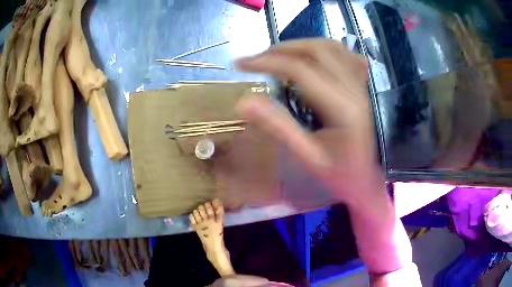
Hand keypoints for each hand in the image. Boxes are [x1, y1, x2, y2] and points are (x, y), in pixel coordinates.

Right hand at [236, 39, 382, 205]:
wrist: (364, 181)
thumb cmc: (337, 175)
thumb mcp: (306, 157)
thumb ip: (277, 127)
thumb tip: (243, 101)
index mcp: (342, 107)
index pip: (301, 70)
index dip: (267, 62)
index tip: (240, 63)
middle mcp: (354, 89)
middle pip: (317, 50)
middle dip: (282, 49)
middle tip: (257, 59)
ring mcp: (360, 86)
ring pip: (332, 47)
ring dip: (302, 45)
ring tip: (278, 55)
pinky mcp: (360, 88)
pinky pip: (345, 56)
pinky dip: (324, 49)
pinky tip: (312, 57)